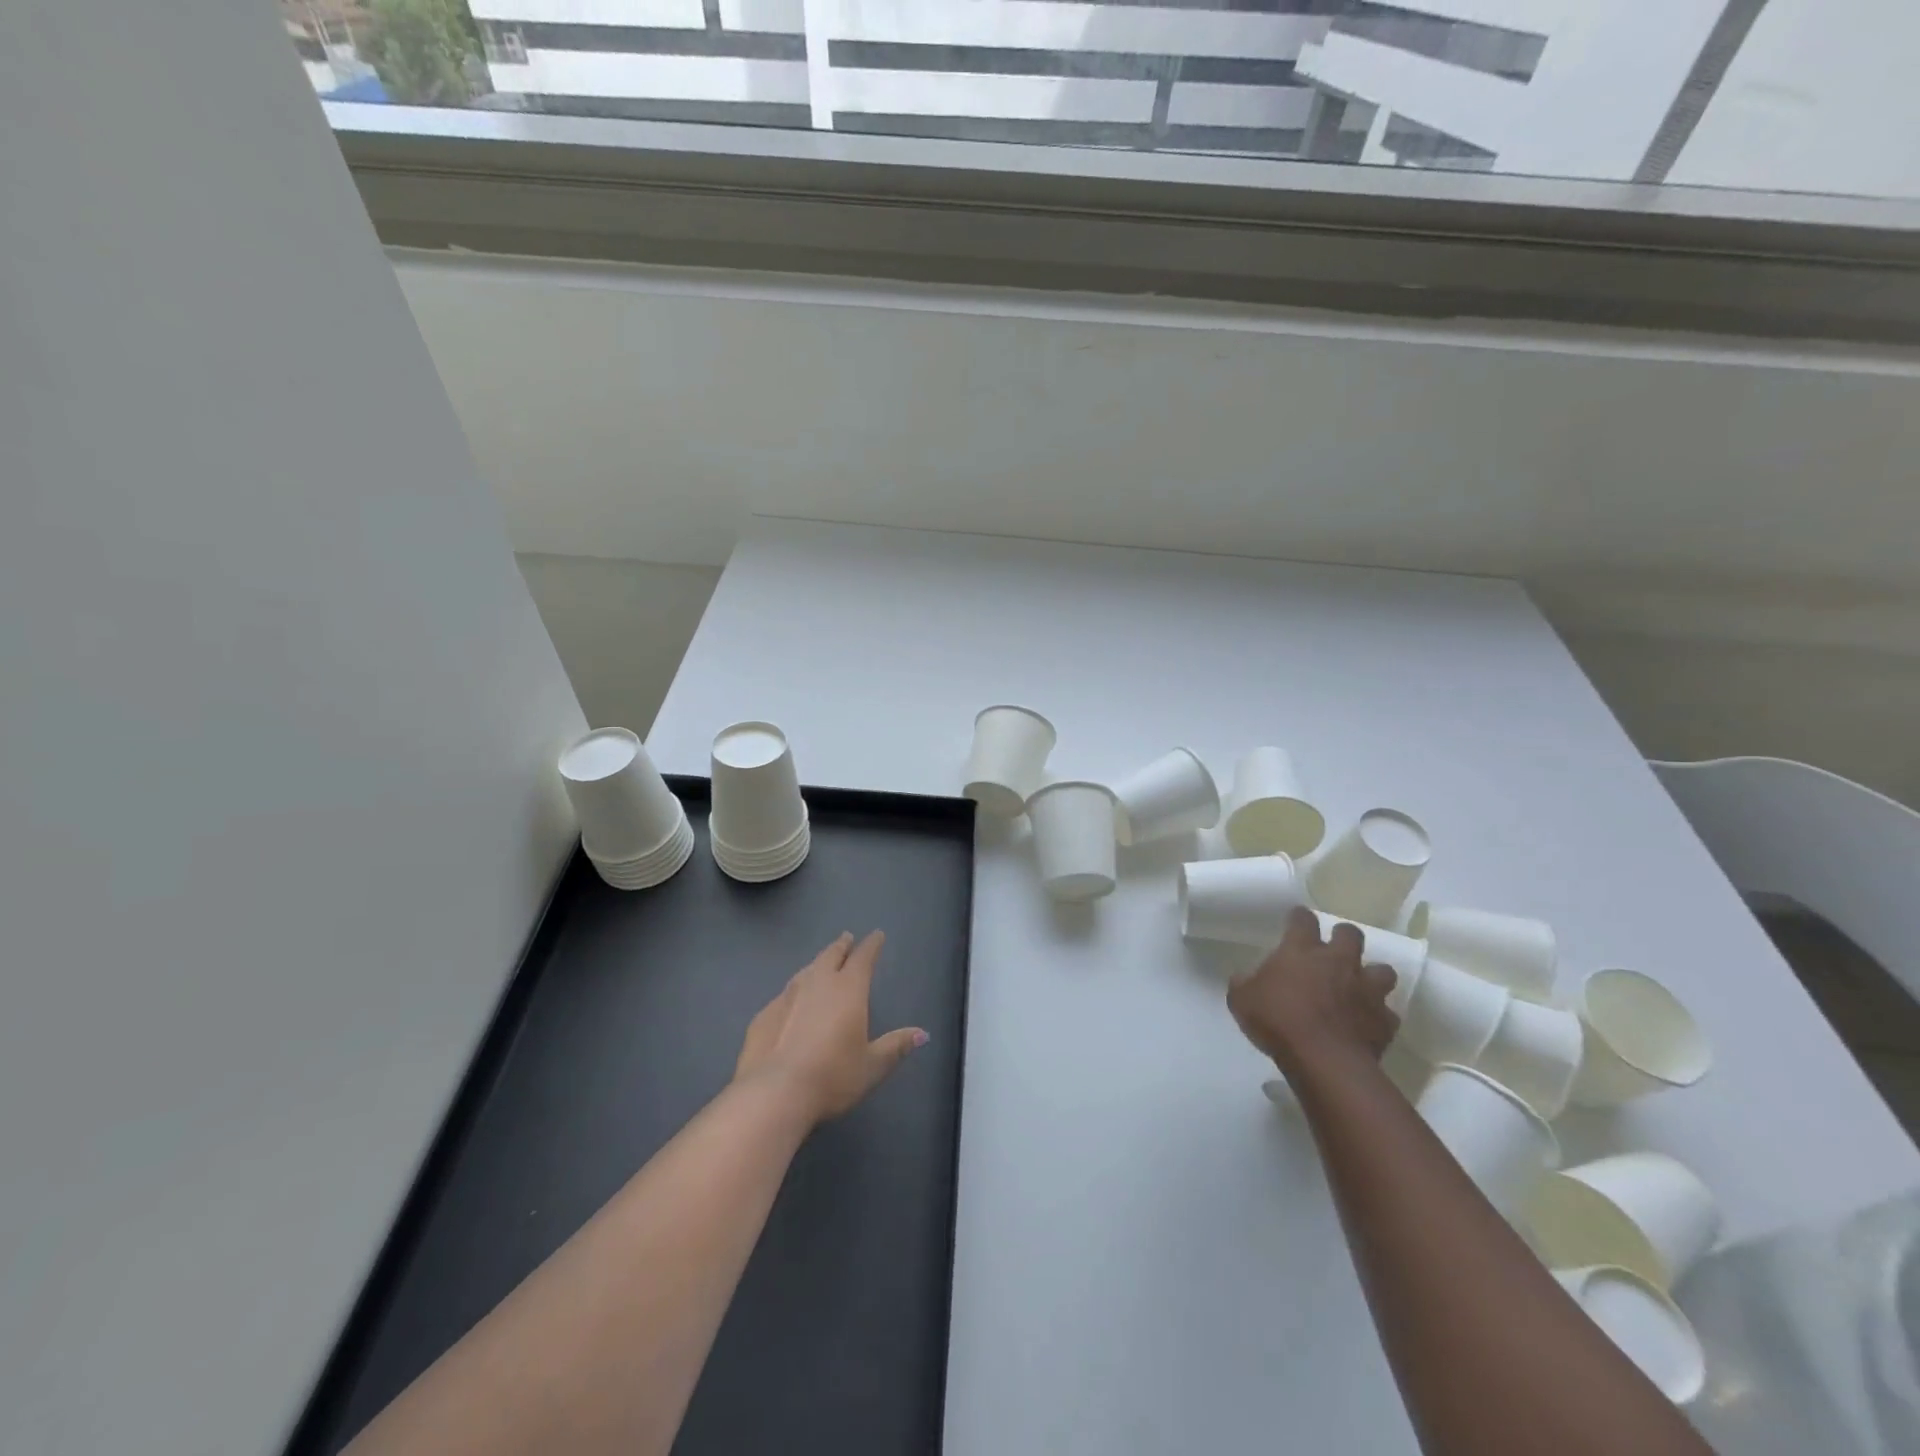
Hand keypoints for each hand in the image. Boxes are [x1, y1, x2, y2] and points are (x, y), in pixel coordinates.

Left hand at [734, 931, 926, 1126]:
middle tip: (846, 939)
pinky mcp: (764, 1014)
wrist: (774, 1093)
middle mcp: (817, 983)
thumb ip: (896, 1046)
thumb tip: (922, 1034)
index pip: (863, 957)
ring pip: (805, 971)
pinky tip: (791, 1003)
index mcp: (848, 989)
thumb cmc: (832, 1077)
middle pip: (831, 955)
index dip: (871, 945)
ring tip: (821, 964)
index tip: (876, 935)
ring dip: (817, 964)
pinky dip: (794, 992)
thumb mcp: (872, 1066)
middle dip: (841, 946)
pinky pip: (784, 995)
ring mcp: (787, 996)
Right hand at [1228, 907, 1398, 1078]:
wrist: (1324, 1060)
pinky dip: (1378, 1016)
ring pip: (1382, 970)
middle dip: (1344, 937)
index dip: (1300, 917)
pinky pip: (1387, 1013)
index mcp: (1301, 950)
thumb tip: (1241, 977)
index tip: (1296, 918)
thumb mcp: (1242, 1001)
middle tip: (1333, 950)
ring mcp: (1366, 989)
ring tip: (1360, 986)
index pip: (1303, 919)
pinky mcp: (1384, 1020)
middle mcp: (1338, 962)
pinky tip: (1367, 1024)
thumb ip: (1243, 984)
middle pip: (1350, 933)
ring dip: (1372, 975)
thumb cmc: (1278, 1022)